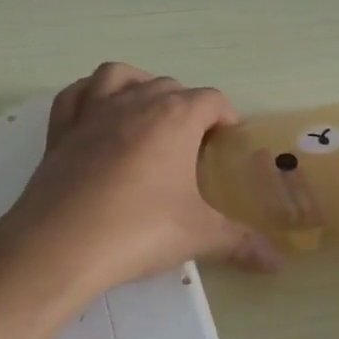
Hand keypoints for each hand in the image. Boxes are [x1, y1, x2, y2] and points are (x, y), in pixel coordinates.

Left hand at [0, 63, 280, 305]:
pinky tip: (97, 115)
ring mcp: (93, 112)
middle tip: (193, 145)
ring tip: (148, 113)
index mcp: (176, 117)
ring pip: (120, 76)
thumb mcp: (199, 236)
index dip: (225, 116)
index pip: (211, 99)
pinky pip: (75, 94)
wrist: (61, 244)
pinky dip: (89, 95)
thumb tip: (278, 263)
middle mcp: (135, 102)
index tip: (228, 141)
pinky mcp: (60, 130)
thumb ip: (242, 243)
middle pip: (170, 86)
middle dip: (187, 107)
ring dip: (138, 85)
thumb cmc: (140, 230)